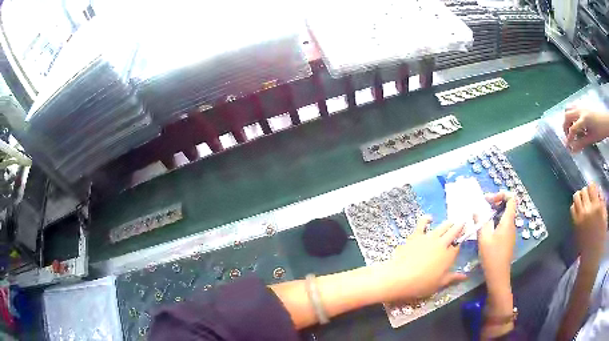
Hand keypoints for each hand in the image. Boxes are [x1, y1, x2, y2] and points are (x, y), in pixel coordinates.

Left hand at [382, 216, 466, 300]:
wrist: (400, 277)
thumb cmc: (422, 284)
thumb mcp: (440, 284)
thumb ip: (453, 278)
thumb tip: (465, 277)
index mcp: (449, 255)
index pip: (458, 246)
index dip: (461, 241)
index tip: (463, 238)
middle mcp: (442, 243)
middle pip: (453, 232)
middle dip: (459, 228)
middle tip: (462, 223)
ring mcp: (429, 237)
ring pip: (442, 227)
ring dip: (448, 224)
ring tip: (451, 222)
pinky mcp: (416, 235)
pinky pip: (422, 223)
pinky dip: (427, 219)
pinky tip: (430, 218)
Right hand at [477, 192, 516, 295]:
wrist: (498, 275)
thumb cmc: (492, 256)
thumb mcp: (484, 238)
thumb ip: (481, 222)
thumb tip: (476, 210)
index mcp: (508, 221)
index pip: (512, 199)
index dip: (502, 194)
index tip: (489, 200)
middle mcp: (511, 224)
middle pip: (508, 205)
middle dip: (497, 201)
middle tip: (484, 204)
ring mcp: (510, 232)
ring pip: (505, 214)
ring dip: (495, 211)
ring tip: (483, 215)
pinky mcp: (507, 239)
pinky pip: (503, 223)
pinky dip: (496, 220)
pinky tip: (486, 228)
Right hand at [563, 107, 608, 152]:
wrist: (605, 120)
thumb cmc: (600, 131)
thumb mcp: (591, 139)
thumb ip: (581, 143)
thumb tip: (572, 150)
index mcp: (583, 119)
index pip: (572, 129)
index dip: (569, 138)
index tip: (568, 146)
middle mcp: (580, 110)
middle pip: (567, 116)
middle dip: (565, 126)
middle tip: (568, 136)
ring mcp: (580, 105)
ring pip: (568, 109)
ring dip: (567, 118)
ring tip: (571, 127)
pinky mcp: (582, 103)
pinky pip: (573, 106)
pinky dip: (572, 113)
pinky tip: (576, 120)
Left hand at [571, 183, 607, 264]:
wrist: (591, 257)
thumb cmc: (600, 237)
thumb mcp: (605, 217)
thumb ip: (602, 201)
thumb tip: (598, 190)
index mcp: (597, 206)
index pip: (591, 186)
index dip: (592, 187)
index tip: (594, 193)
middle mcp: (588, 209)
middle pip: (583, 190)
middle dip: (586, 192)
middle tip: (589, 199)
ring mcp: (580, 217)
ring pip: (576, 196)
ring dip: (580, 197)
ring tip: (583, 203)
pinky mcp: (574, 224)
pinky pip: (572, 208)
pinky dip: (575, 206)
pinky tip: (579, 211)